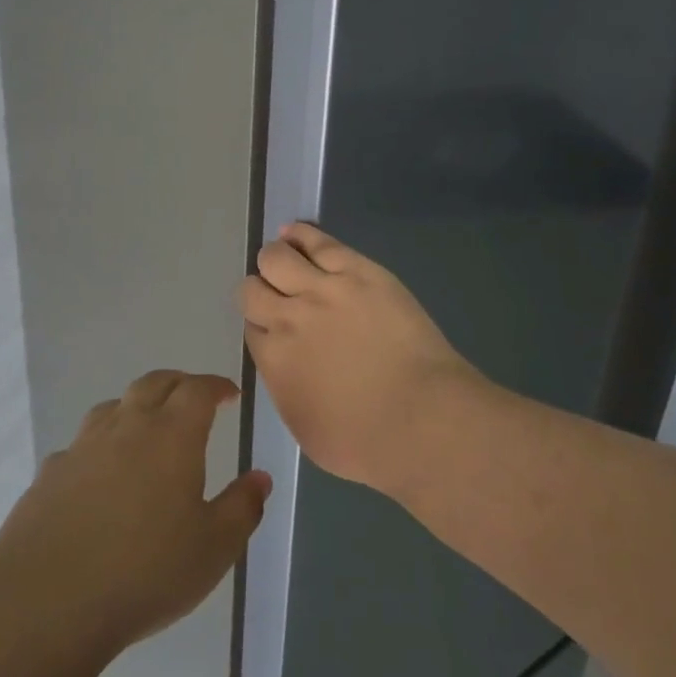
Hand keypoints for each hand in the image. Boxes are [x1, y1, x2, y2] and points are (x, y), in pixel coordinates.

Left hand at [0, 370, 270, 659]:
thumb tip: (260, 477)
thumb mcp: (213, 548)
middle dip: (179, 384)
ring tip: (147, 428)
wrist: (46, 602)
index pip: (197, 389)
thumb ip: (242, 508)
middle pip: (154, 383)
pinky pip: (81, 444)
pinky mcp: (50, 473)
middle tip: (193, 398)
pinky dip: (100, 446)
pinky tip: (100, 475)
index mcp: (171, 435)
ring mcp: (82, 446)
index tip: (229, 394)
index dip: (216, 386)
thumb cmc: (145, 572)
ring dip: (136, 407)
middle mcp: (126, 426)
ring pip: (113, 406)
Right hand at [241, 223, 486, 494]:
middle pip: (252, 289)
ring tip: (285, 260)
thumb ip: (286, 389)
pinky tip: (294, 233)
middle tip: (280, 297)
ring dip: (275, 259)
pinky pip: (317, 241)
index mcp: (273, 361)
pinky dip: (300, 235)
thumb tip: (286, 367)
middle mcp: (287, 319)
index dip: (263, 326)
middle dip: (261, 292)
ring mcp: (322, 289)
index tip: (276, 328)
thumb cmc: (366, 443)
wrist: (423, 419)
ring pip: (276, 257)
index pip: (252, 327)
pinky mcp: (357, 270)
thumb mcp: (306, 429)